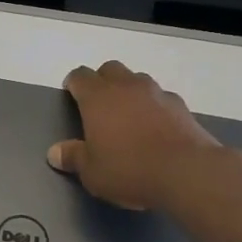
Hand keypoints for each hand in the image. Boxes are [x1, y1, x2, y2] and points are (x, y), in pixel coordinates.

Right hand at [46, 60, 225, 210]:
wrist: (187, 173)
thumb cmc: (129, 170)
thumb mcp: (91, 172)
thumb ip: (73, 157)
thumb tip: (55, 152)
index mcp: (98, 97)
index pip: (80, 76)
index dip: (73, 84)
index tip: (71, 96)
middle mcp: (126, 87)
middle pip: (110, 69)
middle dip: (102, 81)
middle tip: (99, 105)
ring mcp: (157, 93)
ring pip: (137, 80)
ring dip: (129, 91)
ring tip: (128, 116)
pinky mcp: (181, 106)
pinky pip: (161, 98)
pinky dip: (154, 107)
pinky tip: (155, 129)